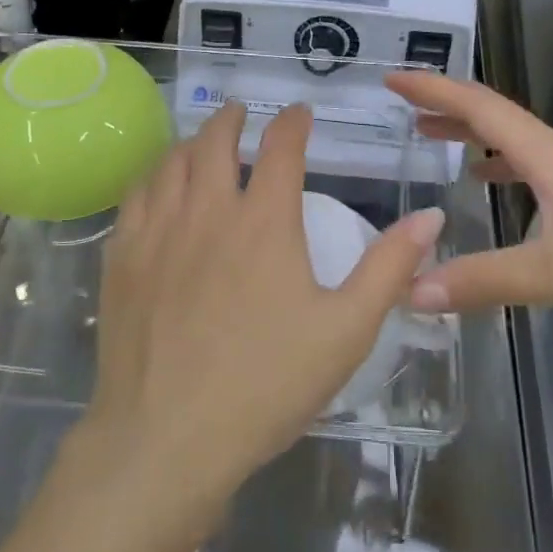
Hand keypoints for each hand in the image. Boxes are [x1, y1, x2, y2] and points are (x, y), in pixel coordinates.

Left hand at [84, 101, 443, 507]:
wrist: (167, 438)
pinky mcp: (122, 257)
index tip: (300, 113)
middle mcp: (207, 209)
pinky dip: (152, 178)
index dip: (293, 122)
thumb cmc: (266, 385)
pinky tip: (156, 188)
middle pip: (214, 141)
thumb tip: (430, 216)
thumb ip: (389, 267)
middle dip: (231, 119)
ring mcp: (158, 231)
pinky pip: (135, 196)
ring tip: (200, 143)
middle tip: (241, 114)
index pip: (281, 147)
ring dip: (190, 142)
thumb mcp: (346, 330)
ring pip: (170, 162)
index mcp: (263, 220)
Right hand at [386, 73, 552, 345]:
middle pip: (496, 116)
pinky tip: (488, 183)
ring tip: (432, 138)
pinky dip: (498, 164)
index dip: (435, 90)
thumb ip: (484, 281)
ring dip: (470, 133)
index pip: (482, 108)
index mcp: (551, 157)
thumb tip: (412, 291)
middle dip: (447, 106)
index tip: (394, 79)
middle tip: (404, 108)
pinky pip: (531, 168)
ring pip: (514, 141)